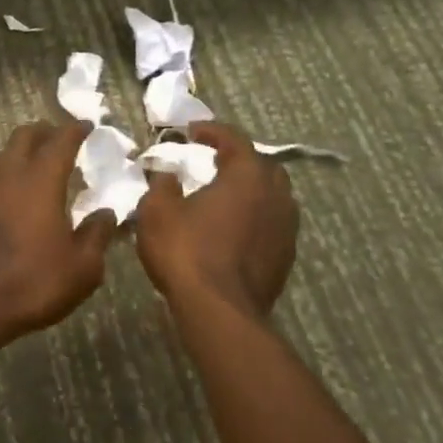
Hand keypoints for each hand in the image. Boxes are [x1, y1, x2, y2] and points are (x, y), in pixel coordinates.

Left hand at [0, 122, 116, 343]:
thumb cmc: (34, 283)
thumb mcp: (82, 268)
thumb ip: (97, 234)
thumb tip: (107, 213)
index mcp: (41, 181)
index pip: (60, 141)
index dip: (75, 130)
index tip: (87, 125)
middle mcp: (9, 176)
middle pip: (24, 136)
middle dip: (45, 131)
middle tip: (61, 139)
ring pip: (3, 154)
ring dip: (22, 151)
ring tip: (38, 164)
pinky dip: (7, 175)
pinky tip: (14, 196)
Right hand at [136, 122, 299, 320]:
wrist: (220, 311)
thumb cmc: (186, 250)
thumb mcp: (157, 210)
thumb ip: (162, 185)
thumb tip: (168, 175)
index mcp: (247, 175)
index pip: (235, 139)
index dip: (212, 131)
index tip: (191, 131)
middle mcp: (275, 195)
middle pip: (262, 166)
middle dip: (239, 159)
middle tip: (213, 161)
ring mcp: (286, 229)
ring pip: (272, 196)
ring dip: (250, 190)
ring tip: (224, 195)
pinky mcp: (285, 258)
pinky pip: (271, 224)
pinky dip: (254, 217)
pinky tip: (232, 229)